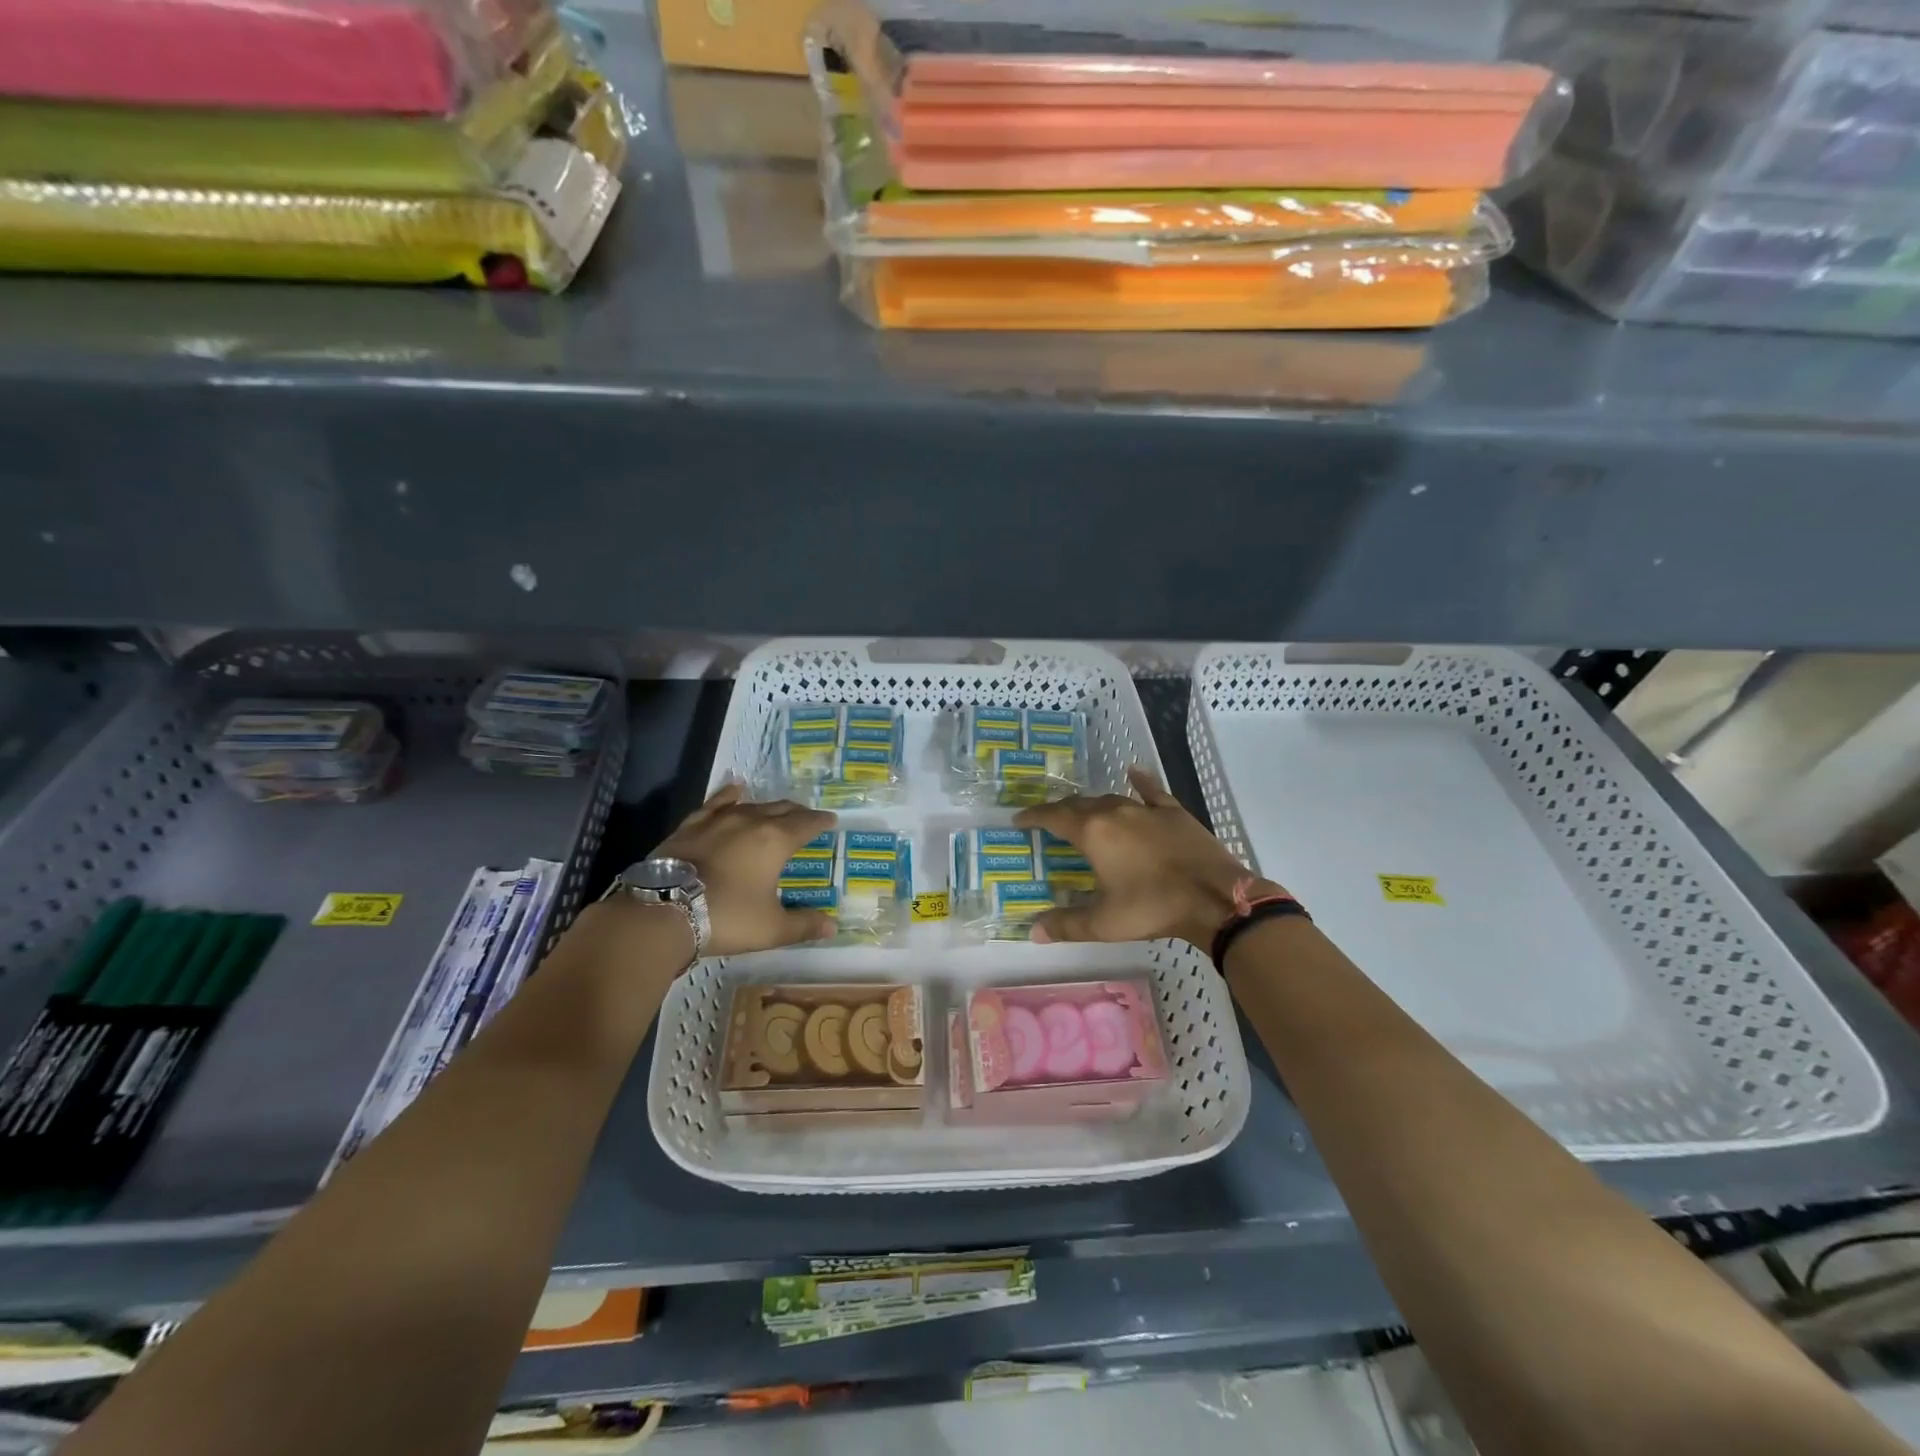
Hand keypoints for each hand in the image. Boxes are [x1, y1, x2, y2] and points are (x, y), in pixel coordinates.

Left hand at [650, 782, 838, 955]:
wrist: (663, 911)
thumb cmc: (726, 917)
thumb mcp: (771, 928)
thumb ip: (804, 924)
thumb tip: (832, 925)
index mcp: (776, 841)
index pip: (806, 824)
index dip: (821, 822)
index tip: (831, 820)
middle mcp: (751, 822)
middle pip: (781, 809)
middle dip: (798, 812)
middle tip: (807, 817)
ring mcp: (718, 820)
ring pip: (751, 805)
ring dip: (769, 806)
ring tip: (777, 809)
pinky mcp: (691, 826)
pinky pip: (716, 804)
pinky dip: (729, 795)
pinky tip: (734, 790)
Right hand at [1013, 767, 1284, 949]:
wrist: (1215, 898)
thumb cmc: (1153, 908)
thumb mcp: (1104, 923)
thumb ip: (1066, 925)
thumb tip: (1032, 931)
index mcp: (1093, 833)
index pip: (1054, 816)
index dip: (1034, 816)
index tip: (1020, 819)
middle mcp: (1115, 812)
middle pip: (1080, 804)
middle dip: (1060, 811)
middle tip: (1048, 821)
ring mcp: (1147, 809)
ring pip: (1111, 799)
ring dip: (1093, 805)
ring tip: (1083, 813)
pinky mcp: (1174, 813)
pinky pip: (1151, 791)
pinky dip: (1139, 782)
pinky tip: (1133, 774)